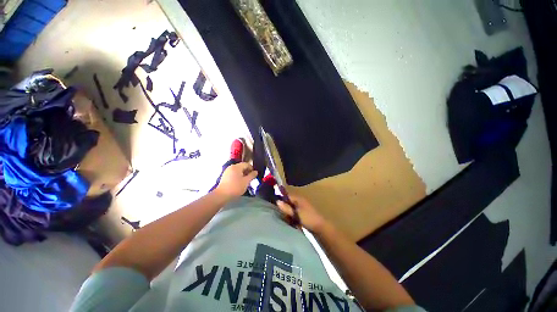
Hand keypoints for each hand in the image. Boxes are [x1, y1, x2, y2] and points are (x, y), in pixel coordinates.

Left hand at [215, 162, 257, 198]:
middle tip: (250, 178)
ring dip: (242, 174)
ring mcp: (227, 171)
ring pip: (237, 170)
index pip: (246, 164)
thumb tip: (256, 171)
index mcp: (237, 167)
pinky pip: (233, 173)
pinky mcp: (225, 176)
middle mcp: (231, 167)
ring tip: (245, 181)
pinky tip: (239, 182)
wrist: (222, 195)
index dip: (251, 168)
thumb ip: (252, 175)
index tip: (254, 175)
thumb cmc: (236, 187)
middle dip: (247, 171)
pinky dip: (237, 176)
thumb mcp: (246, 181)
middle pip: (242, 166)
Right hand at [277, 194, 328, 232]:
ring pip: (291, 209)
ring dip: (288, 214)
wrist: (321, 228)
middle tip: (281, 214)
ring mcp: (302, 208)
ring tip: (286, 219)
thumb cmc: (308, 218)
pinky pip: (294, 214)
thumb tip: (277, 201)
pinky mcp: (303, 214)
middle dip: (284, 208)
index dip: (281, 198)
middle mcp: (300, 201)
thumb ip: (287, 208)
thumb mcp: (296, 213)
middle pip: (288, 202)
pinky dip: (292, 217)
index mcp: (299, 199)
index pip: (287, 195)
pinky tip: (291, 222)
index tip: (275, 204)